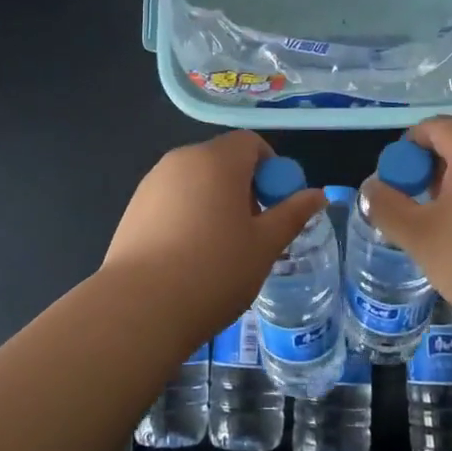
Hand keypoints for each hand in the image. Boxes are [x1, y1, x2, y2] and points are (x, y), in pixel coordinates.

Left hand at [101, 131, 326, 339]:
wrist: (140, 308)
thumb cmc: (214, 271)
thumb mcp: (265, 245)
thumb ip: (293, 214)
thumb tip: (318, 194)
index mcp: (217, 160)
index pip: (251, 143)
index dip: (271, 169)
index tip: (276, 206)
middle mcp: (182, 159)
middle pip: (222, 160)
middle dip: (244, 187)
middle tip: (253, 231)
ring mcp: (152, 182)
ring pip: (196, 181)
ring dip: (215, 201)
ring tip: (220, 249)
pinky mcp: (133, 207)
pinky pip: (172, 199)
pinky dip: (187, 215)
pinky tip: (188, 257)